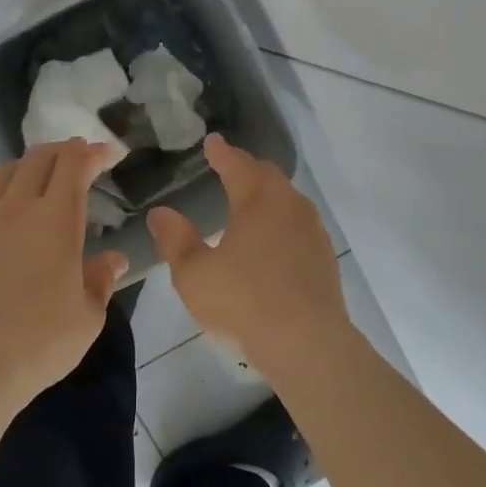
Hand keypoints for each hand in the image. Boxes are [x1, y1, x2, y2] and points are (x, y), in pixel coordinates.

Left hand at [0, 139, 127, 415]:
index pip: (74, 164)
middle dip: (64, 150)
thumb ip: (101, 280)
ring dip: (32, 165)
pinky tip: (11, 216)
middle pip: (39, 157)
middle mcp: (16, 208)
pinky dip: (6, 192)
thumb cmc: (38, 343)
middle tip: (81, 158)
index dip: (93, 152)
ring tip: (45, 177)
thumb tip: (114, 259)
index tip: (108, 153)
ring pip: (7, 172)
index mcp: (55, 219)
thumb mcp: (87, 317)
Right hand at [146, 134, 350, 375]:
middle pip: (268, 175)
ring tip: (249, 202)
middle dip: (247, 168)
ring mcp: (313, 231)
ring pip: (288, 199)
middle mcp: (290, 205)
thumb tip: (160, 213)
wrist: (308, 344)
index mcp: (258, 200)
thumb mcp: (194, 274)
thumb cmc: (244, 303)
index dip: (222, 152)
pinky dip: (282, 220)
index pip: (237, 164)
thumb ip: (175, 240)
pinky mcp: (325, 257)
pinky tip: (272, 240)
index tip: (212, 142)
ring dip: (267, 194)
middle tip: (229, 167)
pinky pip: (299, 224)